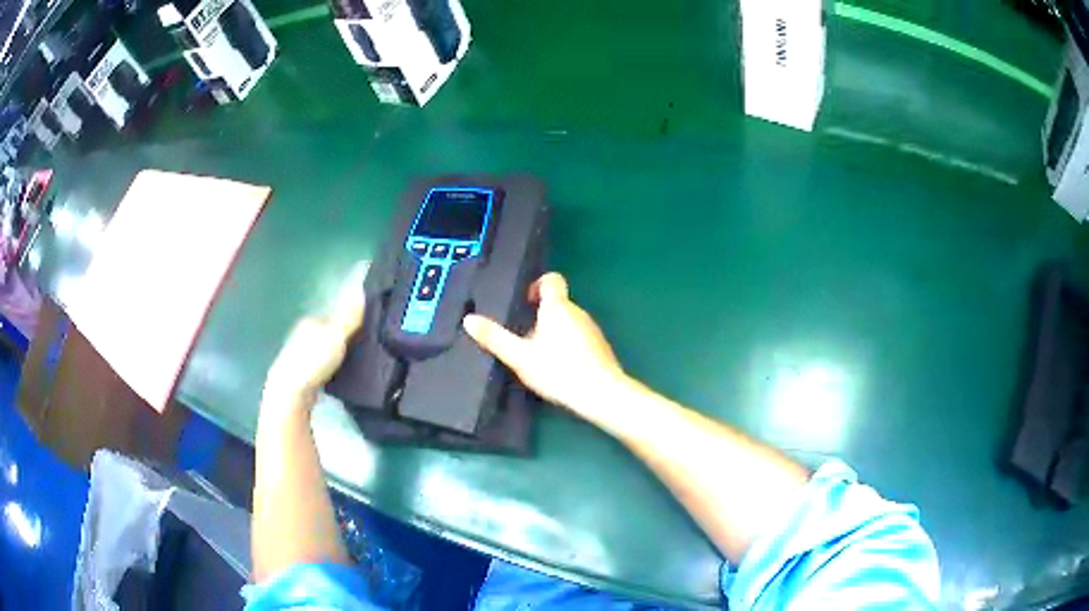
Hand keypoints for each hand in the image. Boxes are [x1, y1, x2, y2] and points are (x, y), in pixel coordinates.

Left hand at [264, 280, 364, 411]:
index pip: (335, 315)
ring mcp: (300, 353)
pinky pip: (322, 365)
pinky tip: (340, 376)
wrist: (291, 391)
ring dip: (338, 354)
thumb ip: (349, 315)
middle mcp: (304, 333)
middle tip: (366, 349)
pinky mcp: (301, 373)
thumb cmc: (313, 360)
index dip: (352, 321)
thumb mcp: (336, 335)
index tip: (369, 331)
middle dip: (345, 338)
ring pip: (325, 349)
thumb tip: (361, 289)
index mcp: (311, 320)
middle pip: (329, 332)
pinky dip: (331, 368)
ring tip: (356, 363)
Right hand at [463, 273, 626, 417]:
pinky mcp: (600, 346)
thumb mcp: (520, 356)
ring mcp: (592, 329)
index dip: (538, 284)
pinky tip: (559, 368)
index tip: (526, 301)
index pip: (552, 279)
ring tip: (539, 356)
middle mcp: (578, 311)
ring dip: (554, 332)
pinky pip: (580, 337)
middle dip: (541, 316)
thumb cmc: (558, 370)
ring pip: (569, 322)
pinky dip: (568, 345)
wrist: (601, 393)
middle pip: (558, 304)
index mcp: (557, 307)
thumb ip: (495, 338)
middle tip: (523, 337)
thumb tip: (468, 319)